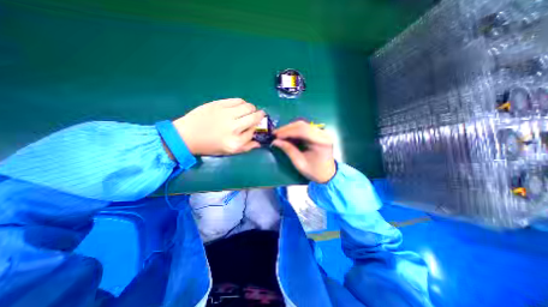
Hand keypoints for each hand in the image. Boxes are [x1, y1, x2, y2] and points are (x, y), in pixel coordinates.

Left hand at [172, 98, 264, 155]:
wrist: (187, 135)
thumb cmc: (210, 145)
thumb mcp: (229, 151)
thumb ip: (246, 147)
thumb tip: (259, 142)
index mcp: (235, 141)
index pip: (254, 131)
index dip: (257, 127)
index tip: (257, 125)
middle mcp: (233, 127)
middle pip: (254, 116)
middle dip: (259, 115)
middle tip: (256, 116)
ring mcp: (226, 113)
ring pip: (248, 106)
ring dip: (251, 109)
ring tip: (247, 111)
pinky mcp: (218, 104)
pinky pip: (237, 100)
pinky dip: (242, 103)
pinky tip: (239, 107)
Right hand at [273, 121, 335, 182]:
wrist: (328, 174)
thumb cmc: (314, 171)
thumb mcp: (299, 163)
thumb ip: (288, 150)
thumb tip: (275, 141)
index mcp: (321, 142)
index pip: (302, 131)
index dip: (287, 131)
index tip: (276, 135)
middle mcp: (323, 134)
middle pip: (302, 125)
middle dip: (287, 128)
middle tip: (275, 134)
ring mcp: (322, 132)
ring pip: (303, 125)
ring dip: (290, 128)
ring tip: (279, 134)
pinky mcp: (319, 133)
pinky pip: (305, 128)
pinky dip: (295, 130)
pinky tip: (288, 134)